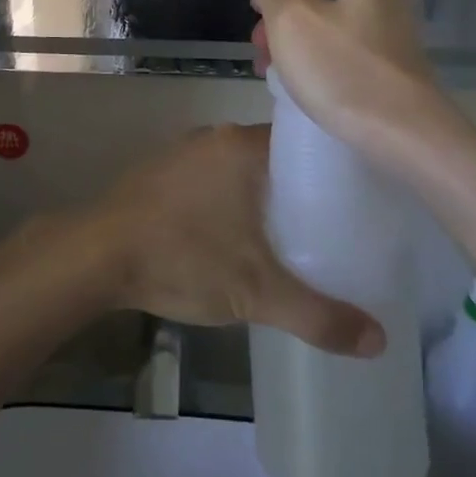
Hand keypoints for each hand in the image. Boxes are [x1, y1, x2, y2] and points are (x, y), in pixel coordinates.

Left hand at [85, 126, 385, 357]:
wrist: (97, 256)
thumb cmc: (183, 257)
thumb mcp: (257, 293)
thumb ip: (319, 316)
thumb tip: (379, 339)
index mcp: (243, 145)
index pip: (303, 141)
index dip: (332, 167)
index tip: (358, 196)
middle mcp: (215, 137)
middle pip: (274, 156)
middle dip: (301, 188)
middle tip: (335, 225)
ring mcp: (184, 151)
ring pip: (241, 168)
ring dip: (263, 196)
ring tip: (296, 234)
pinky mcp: (163, 172)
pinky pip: (214, 178)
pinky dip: (232, 200)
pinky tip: (241, 235)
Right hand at [240, 0, 442, 161]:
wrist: (406, 136)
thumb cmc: (342, 71)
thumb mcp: (290, 19)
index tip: (254, 7)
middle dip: (278, 12)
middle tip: (260, 46)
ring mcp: (387, 23)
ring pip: (323, 17)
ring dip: (292, 38)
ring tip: (274, 70)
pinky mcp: (389, 56)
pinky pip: (341, 42)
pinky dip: (317, 55)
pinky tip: (304, 82)